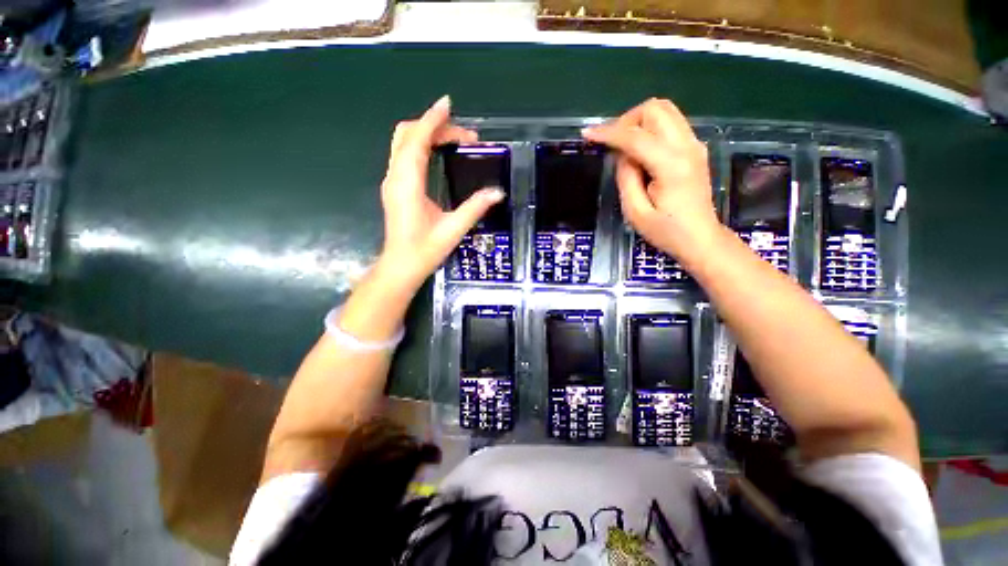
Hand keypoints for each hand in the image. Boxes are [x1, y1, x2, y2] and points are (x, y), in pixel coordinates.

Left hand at [377, 95, 504, 288]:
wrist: (400, 266)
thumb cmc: (425, 251)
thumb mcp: (453, 229)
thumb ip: (475, 208)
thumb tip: (497, 192)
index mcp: (407, 184)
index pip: (416, 141)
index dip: (432, 120)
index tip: (448, 105)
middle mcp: (395, 177)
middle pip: (407, 135)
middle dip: (434, 127)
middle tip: (464, 136)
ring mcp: (392, 182)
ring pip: (404, 144)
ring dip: (427, 135)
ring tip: (455, 141)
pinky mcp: (395, 188)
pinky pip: (404, 155)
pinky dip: (421, 146)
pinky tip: (438, 153)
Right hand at [582, 98, 721, 263]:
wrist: (700, 238)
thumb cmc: (666, 231)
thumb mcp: (635, 212)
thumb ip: (626, 178)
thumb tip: (621, 155)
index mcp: (671, 166)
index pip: (635, 137)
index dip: (608, 133)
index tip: (588, 134)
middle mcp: (687, 146)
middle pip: (655, 109)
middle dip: (627, 120)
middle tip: (612, 143)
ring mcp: (694, 144)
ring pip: (665, 110)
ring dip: (639, 122)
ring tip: (624, 146)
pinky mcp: (695, 148)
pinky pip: (671, 123)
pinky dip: (650, 128)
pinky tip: (640, 151)